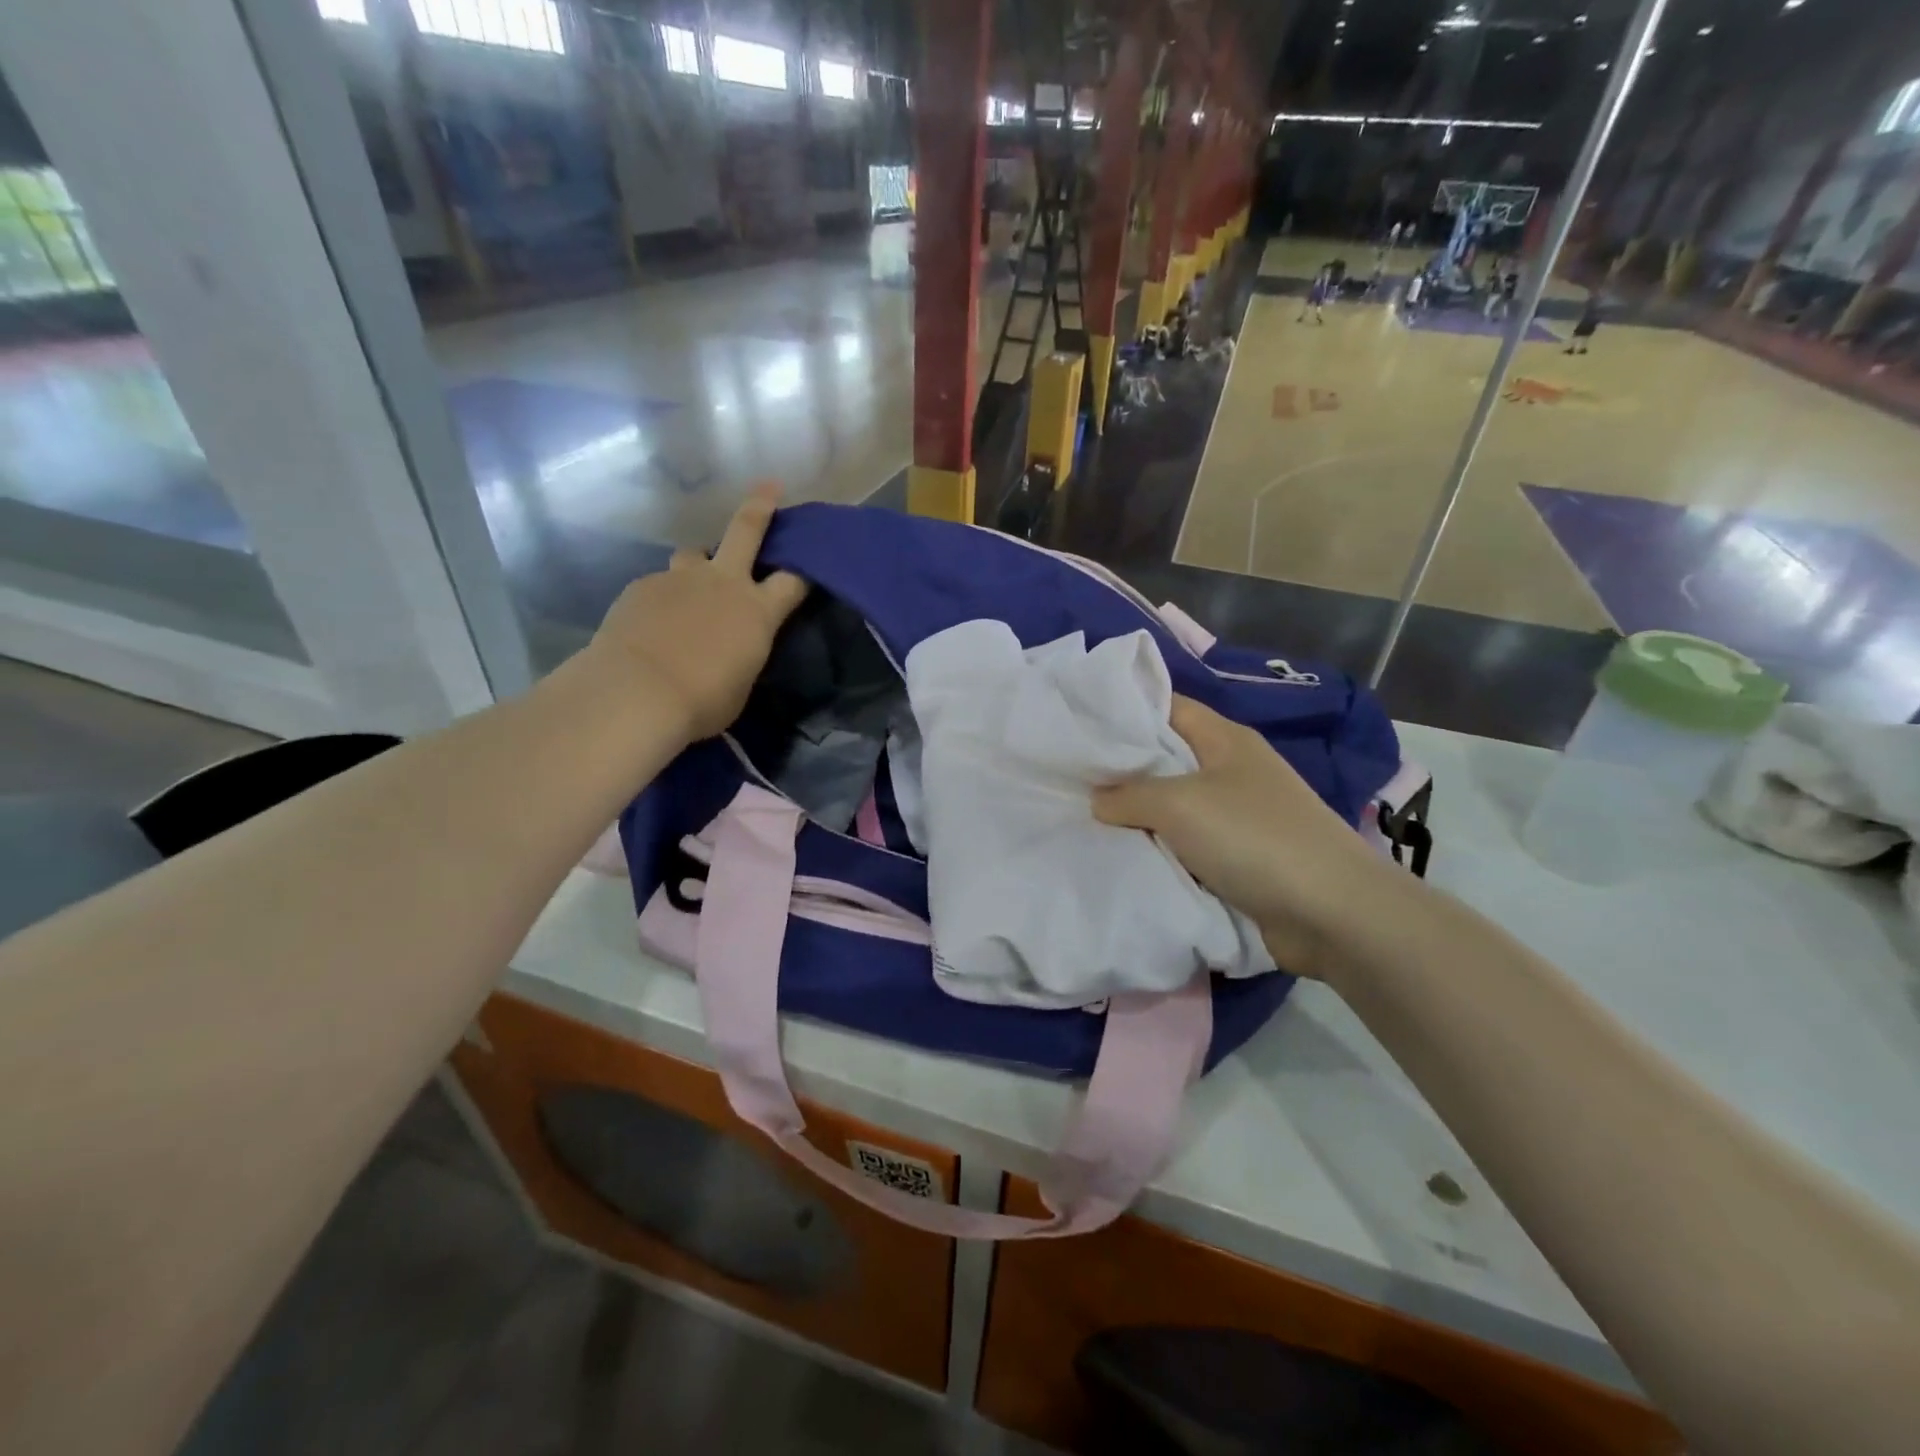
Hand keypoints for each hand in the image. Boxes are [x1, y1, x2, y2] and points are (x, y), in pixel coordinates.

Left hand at [588, 486, 808, 740]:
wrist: (637, 692)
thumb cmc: (703, 701)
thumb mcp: (740, 684)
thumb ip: (741, 654)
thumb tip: (732, 647)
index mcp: (757, 611)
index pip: (793, 581)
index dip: (805, 571)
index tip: (810, 565)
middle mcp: (722, 582)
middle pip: (746, 530)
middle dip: (761, 506)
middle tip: (769, 487)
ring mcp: (680, 579)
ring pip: (693, 555)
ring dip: (698, 564)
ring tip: (690, 587)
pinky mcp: (643, 586)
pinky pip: (659, 585)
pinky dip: (662, 599)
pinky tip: (652, 626)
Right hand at [1092, 696, 1399, 977]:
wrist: (1330, 913)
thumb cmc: (1253, 837)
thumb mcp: (1180, 803)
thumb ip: (1129, 794)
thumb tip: (1098, 800)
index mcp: (1224, 739)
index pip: (1166, 707)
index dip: (1123, 711)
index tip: (1077, 723)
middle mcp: (1230, 771)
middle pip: (1164, 759)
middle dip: (1120, 770)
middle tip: (1068, 777)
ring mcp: (1236, 816)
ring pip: (1171, 807)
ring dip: (1136, 817)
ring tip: (1080, 818)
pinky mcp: (1237, 859)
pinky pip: (1184, 846)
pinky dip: (1157, 850)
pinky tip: (1120, 856)